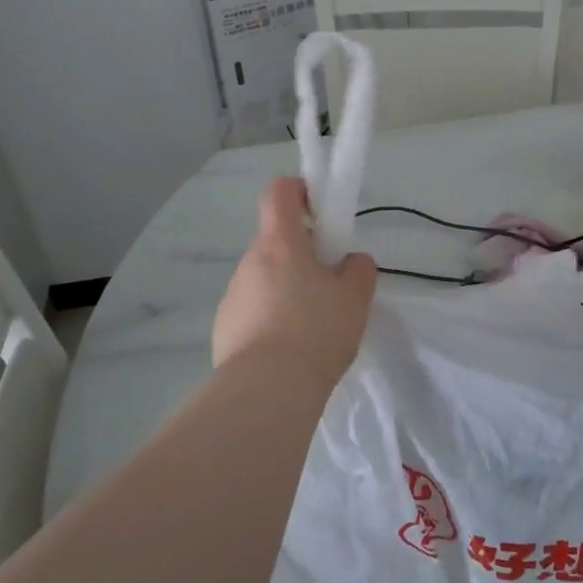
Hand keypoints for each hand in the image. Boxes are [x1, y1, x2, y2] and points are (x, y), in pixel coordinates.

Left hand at [212, 178, 376, 386]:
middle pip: (275, 242)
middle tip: (329, 284)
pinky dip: (271, 320)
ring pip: (264, 279)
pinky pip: (253, 311)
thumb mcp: (355, 297)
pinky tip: (289, 351)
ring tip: (312, 327)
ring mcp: (232, 296)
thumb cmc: (316, 330)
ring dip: (286, 290)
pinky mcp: (224, 329)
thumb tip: (350, 262)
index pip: (279, 192)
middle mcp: (249, 262)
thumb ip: (359, 269)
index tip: (320, 212)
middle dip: (301, 255)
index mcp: (280, 243)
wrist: (268, 390)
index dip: (299, 191)